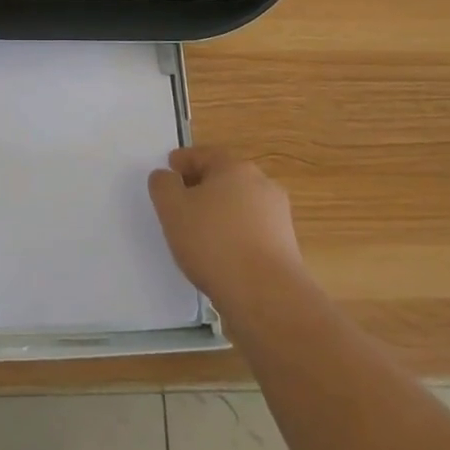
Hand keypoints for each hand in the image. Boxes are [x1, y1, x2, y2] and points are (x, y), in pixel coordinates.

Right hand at [148, 149, 305, 314]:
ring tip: (200, 232)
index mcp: (234, 167)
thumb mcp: (172, 209)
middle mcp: (261, 184)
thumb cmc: (214, 242)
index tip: (169, 169)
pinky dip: (235, 234)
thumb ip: (163, 185)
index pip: (204, 155)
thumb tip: (166, 176)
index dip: (183, 161)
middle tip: (181, 201)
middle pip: (225, 178)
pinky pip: (252, 230)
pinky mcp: (286, 245)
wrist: (266, 295)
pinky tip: (222, 254)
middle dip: (202, 186)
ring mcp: (278, 215)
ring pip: (240, 205)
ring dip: (221, 212)